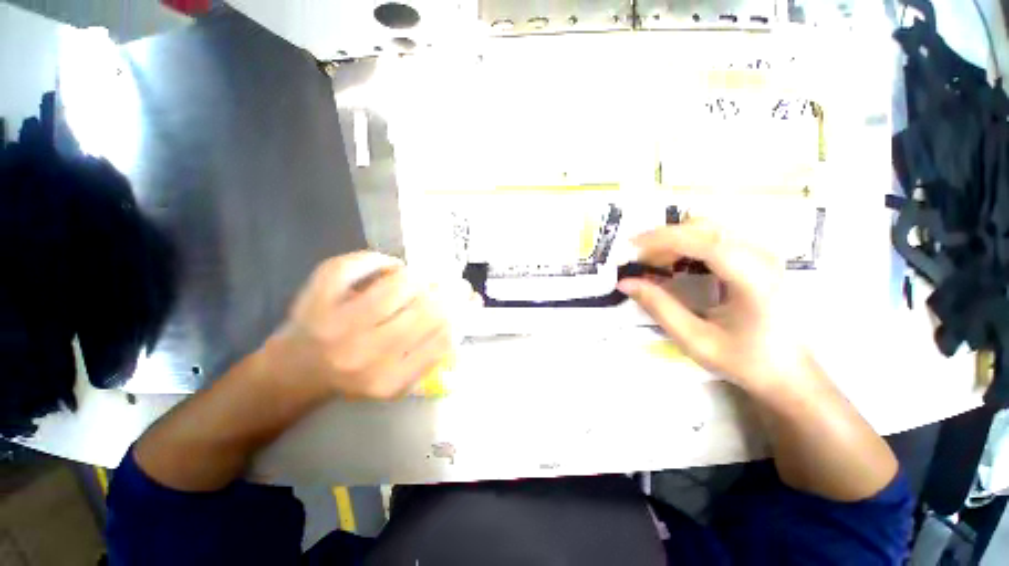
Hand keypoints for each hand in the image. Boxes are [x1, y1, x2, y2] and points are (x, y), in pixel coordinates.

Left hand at [264, 252, 477, 399]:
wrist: (295, 373)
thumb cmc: (355, 376)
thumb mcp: (398, 383)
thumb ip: (434, 357)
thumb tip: (467, 318)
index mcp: (389, 379)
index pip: (443, 339)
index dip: (464, 313)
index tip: (472, 299)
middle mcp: (365, 354)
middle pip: (427, 310)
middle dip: (452, 290)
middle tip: (458, 282)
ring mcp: (337, 323)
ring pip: (399, 284)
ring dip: (422, 275)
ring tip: (426, 277)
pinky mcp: (316, 297)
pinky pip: (357, 265)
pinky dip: (379, 259)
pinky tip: (389, 266)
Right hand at [617, 219, 810, 394]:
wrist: (790, 372)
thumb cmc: (745, 361)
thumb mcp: (695, 340)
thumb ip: (659, 307)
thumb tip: (625, 282)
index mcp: (754, 280)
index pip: (704, 242)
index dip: (663, 239)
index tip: (631, 247)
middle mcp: (763, 257)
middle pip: (705, 227)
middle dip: (665, 239)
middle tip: (640, 261)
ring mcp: (764, 253)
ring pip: (710, 228)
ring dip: (676, 240)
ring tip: (655, 263)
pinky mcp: (759, 256)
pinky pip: (717, 236)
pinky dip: (689, 244)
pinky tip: (677, 264)